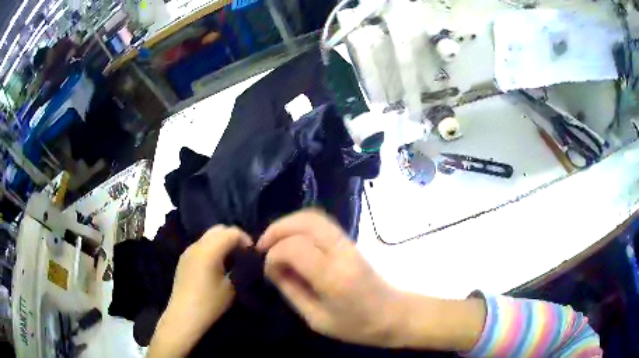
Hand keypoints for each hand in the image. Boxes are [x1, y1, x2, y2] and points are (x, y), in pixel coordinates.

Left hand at [148, 226, 251, 357]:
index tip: (252, 254)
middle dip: (233, 238)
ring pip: (209, 236)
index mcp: (209, 250)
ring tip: (230, 261)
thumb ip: (240, 268)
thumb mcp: (232, 286)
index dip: (245, 239)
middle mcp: (197, 245)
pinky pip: (201, 245)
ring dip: (222, 243)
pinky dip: (212, 248)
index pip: (231, 232)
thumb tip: (246, 260)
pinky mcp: (184, 259)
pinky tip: (216, 266)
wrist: (184, 315)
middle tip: (242, 255)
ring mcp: (188, 251)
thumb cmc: (210, 303)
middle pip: (218, 229)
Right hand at [257, 210, 401, 346]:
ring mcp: (349, 243)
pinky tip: (291, 241)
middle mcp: (342, 253)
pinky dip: (300, 226)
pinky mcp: (350, 242)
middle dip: (277, 229)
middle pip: (305, 222)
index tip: (268, 270)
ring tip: (273, 242)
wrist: (393, 315)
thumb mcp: (316, 319)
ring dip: (288, 224)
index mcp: (333, 277)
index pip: (294, 248)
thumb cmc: (356, 325)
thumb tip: (272, 268)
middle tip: (262, 246)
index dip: (273, 255)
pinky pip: (321, 223)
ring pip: (313, 217)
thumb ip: (291, 291)